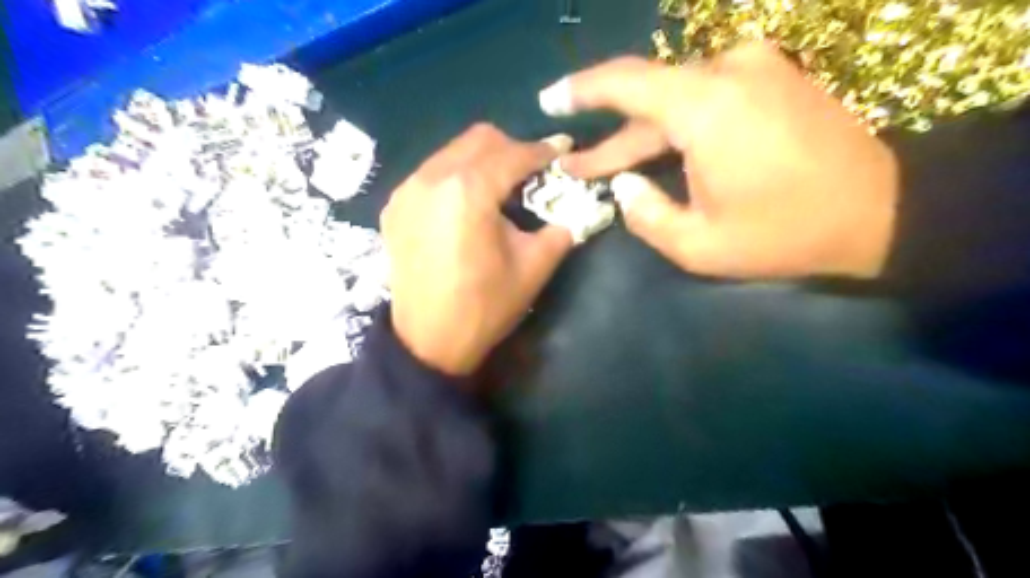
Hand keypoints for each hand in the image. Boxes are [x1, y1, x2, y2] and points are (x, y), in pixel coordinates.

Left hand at [382, 124, 576, 379]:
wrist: (429, 342)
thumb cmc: (484, 307)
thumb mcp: (534, 268)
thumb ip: (560, 228)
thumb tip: (575, 208)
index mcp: (469, 190)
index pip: (514, 154)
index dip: (543, 151)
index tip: (563, 150)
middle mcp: (432, 177)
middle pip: (480, 139)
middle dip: (512, 149)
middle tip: (532, 173)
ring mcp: (407, 190)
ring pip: (452, 152)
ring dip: (482, 162)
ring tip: (500, 190)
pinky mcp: (395, 207)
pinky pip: (431, 173)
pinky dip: (456, 178)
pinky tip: (467, 206)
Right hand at [540, 40, 902, 278]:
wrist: (879, 211)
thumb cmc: (785, 233)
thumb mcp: (700, 245)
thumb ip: (646, 215)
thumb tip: (624, 186)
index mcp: (706, 107)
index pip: (624, 82)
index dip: (580, 90)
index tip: (549, 100)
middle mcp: (728, 71)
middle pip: (648, 100)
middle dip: (610, 139)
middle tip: (575, 166)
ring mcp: (755, 69)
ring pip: (676, 101)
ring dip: (643, 136)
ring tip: (609, 167)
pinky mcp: (771, 77)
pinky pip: (706, 97)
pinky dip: (677, 126)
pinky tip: (662, 153)